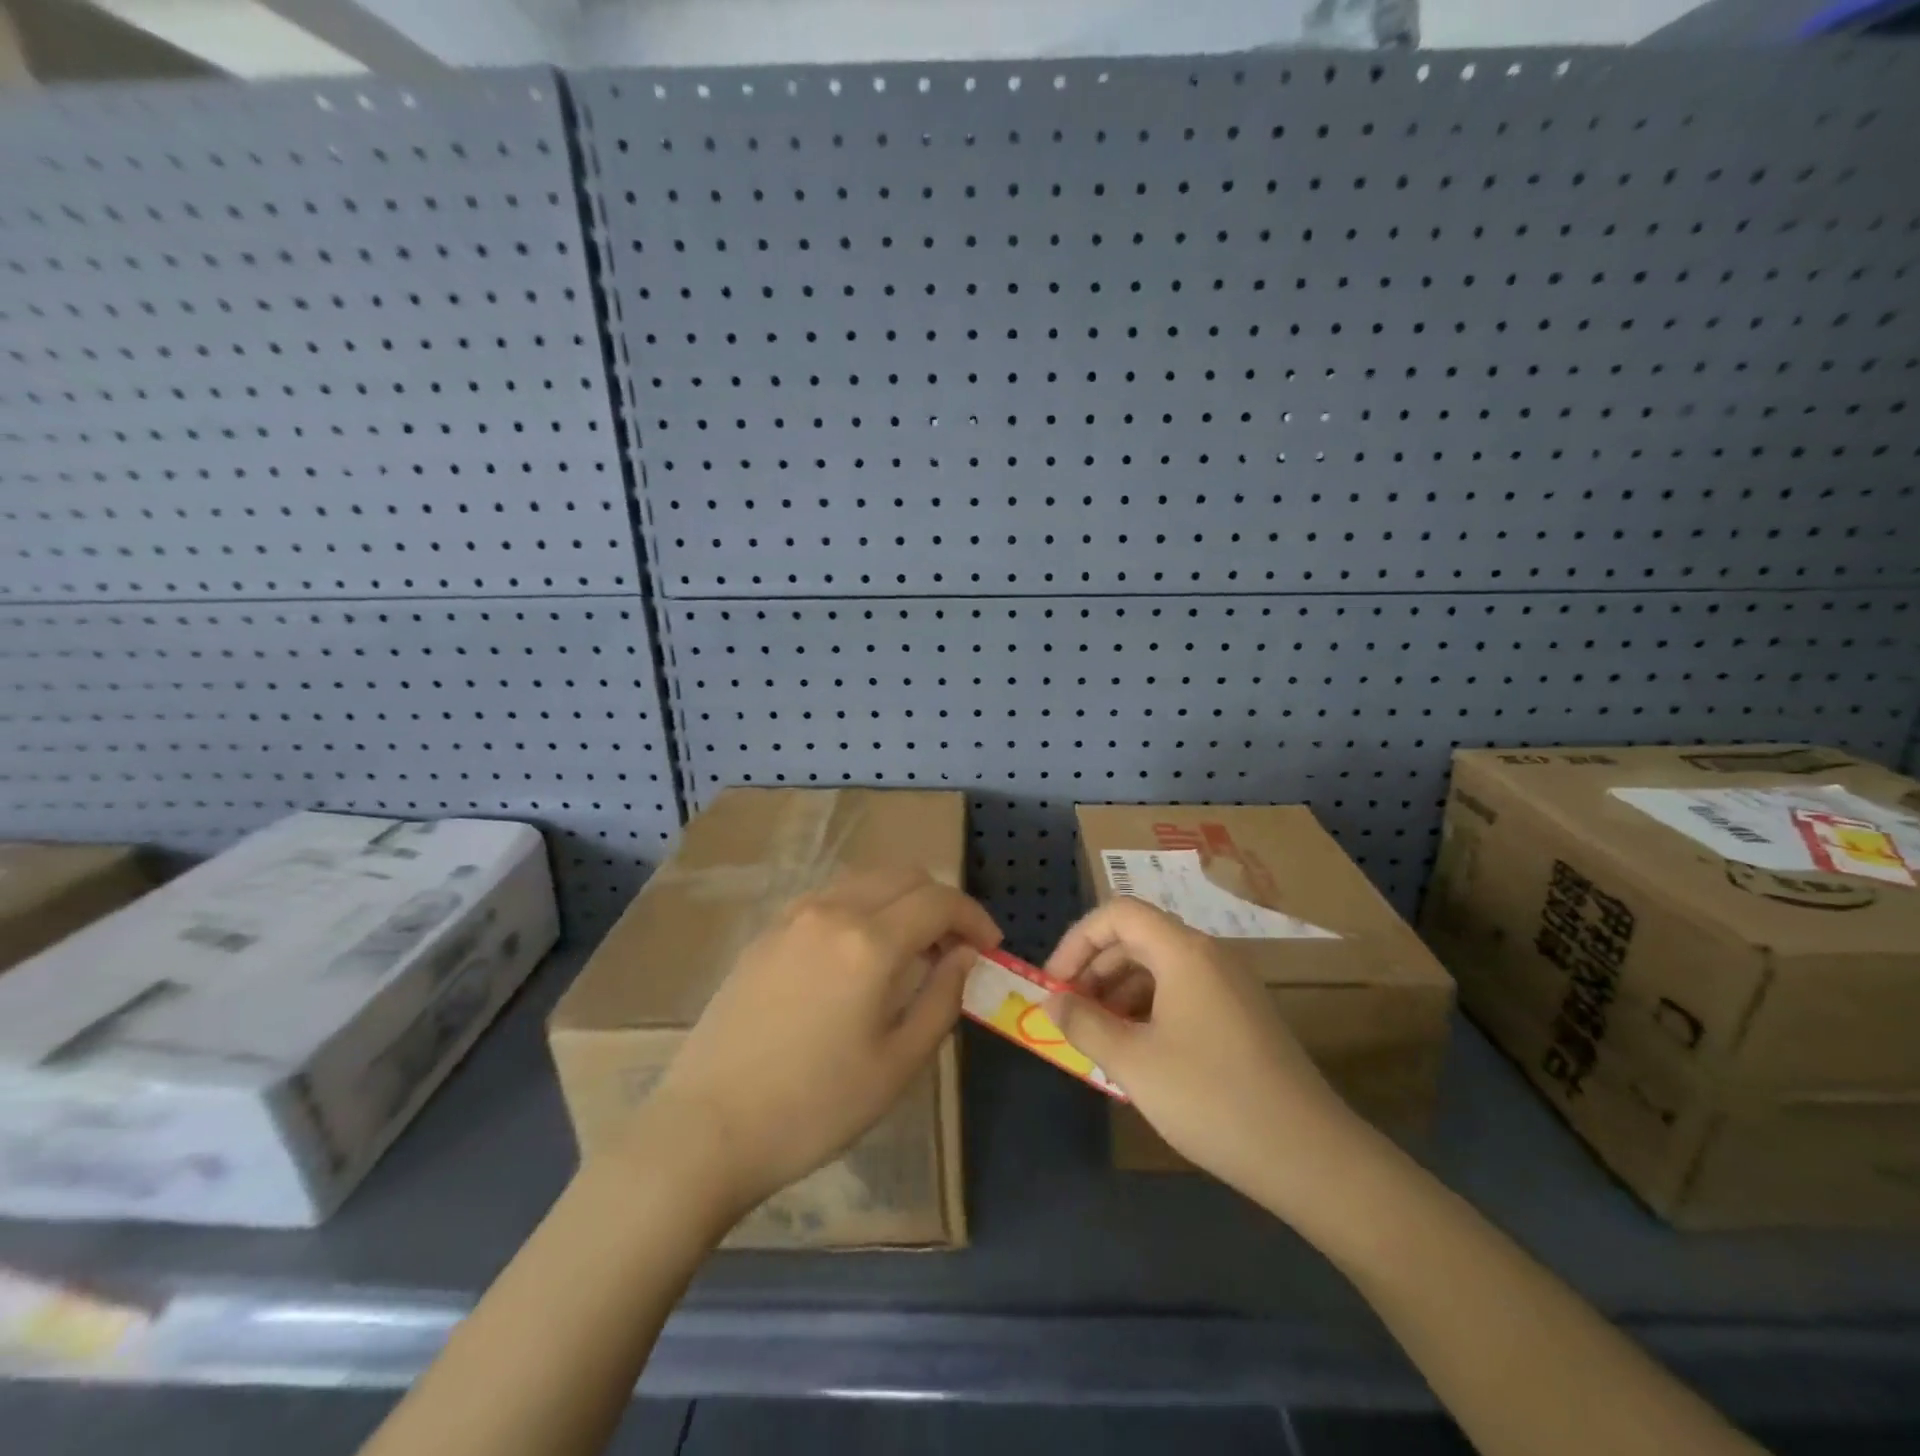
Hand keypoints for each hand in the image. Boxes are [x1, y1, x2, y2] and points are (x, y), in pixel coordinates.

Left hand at [634, 869, 999, 1219]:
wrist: (706, 1128)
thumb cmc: (814, 1108)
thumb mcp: (897, 1065)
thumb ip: (942, 999)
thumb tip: (965, 956)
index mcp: (870, 942)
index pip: (939, 901)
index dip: (974, 918)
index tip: (989, 948)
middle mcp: (832, 911)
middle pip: (904, 876)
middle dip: (940, 902)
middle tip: (953, 950)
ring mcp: (792, 917)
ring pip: (865, 880)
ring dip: (900, 900)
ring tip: (910, 950)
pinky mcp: (766, 933)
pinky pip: (829, 898)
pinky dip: (862, 907)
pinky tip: (858, 955)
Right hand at [1042, 898, 1365, 1210]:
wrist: (1309, 1156)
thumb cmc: (1211, 1098)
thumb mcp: (1133, 1063)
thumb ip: (1084, 1024)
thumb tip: (1053, 1001)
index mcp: (1183, 952)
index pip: (1118, 914)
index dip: (1077, 941)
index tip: (1054, 984)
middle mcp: (1208, 956)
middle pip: (1137, 938)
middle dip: (1094, 969)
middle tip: (1069, 1012)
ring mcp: (1230, 985)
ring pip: (1159, 968)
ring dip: (1119, 992)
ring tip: (1097, 1036)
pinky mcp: (1241, 1015)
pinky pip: (1182, 993)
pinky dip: (1149, 1009)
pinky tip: (1136, 1051)